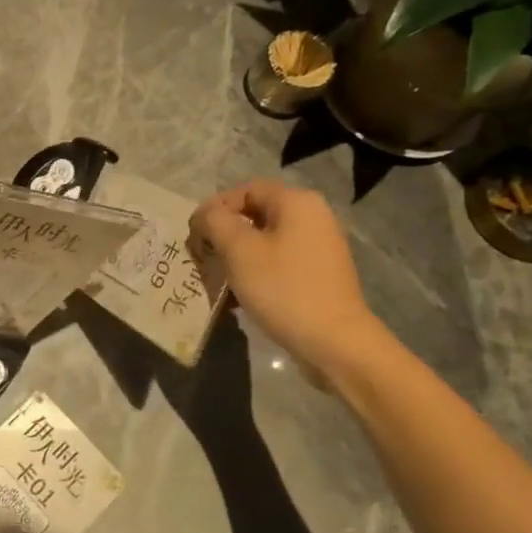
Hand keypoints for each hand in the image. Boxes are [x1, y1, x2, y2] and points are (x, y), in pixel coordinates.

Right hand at [190, 179, 387, 377]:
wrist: (335, 342)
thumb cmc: (283, 289)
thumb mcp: (239, 250)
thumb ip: (215, 222)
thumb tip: (205, 214)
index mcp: (296, 202)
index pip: (245, 190)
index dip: (215, 208)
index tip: (196, 236)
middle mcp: (313, 216)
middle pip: (255, 213)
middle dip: (224, 234)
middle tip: (203, 257)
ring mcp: (320, 245)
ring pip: (265, 239)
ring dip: (237, 255)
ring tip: (219, 278)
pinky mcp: (320, 272)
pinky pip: (280, 260)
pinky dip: (257, 270)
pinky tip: (242, 294)